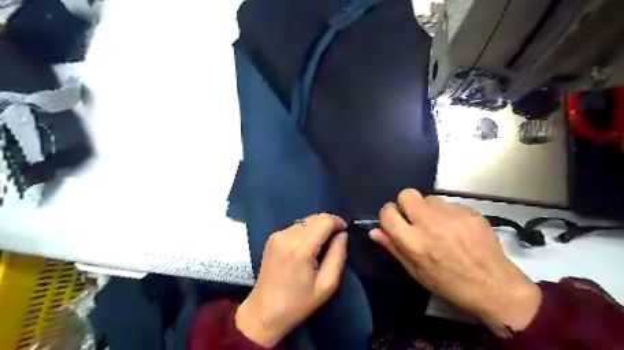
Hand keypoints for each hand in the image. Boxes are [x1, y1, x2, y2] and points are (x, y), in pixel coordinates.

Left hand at [236, 213, 348, 347]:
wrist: (264, 312)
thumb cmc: (298, 303)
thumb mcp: (327, 284)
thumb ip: (338, 255)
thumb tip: (343, 235)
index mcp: (301, 246)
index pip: (324, 220)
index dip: (338, 222)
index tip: (345, 232)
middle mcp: (287, 235)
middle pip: (314, 218)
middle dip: (328, 225)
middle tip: (335, 241)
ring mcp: (277, 235)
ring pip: (305, 221)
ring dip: (317, 228)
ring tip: (321, 247)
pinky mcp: (272, 238)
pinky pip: (295, 227)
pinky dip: (305, 232)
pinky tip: (306, 248)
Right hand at [369, 189, 541, 337]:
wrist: (493, 286)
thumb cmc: (448, 283)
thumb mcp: (415, 271)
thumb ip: (393, 247)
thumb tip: (374, 231)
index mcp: (412, 241)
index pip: (387, 212)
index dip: (388, 214)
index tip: (395, 220)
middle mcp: (429, 223)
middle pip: (407, 194)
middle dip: (406, 203)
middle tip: (415, 218)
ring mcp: (451, 215)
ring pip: (429, 198)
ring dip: (429, 209)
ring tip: (439, 225)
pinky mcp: (469, 211)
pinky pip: (450, 204)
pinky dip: (448, 213)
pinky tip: (457, 229)